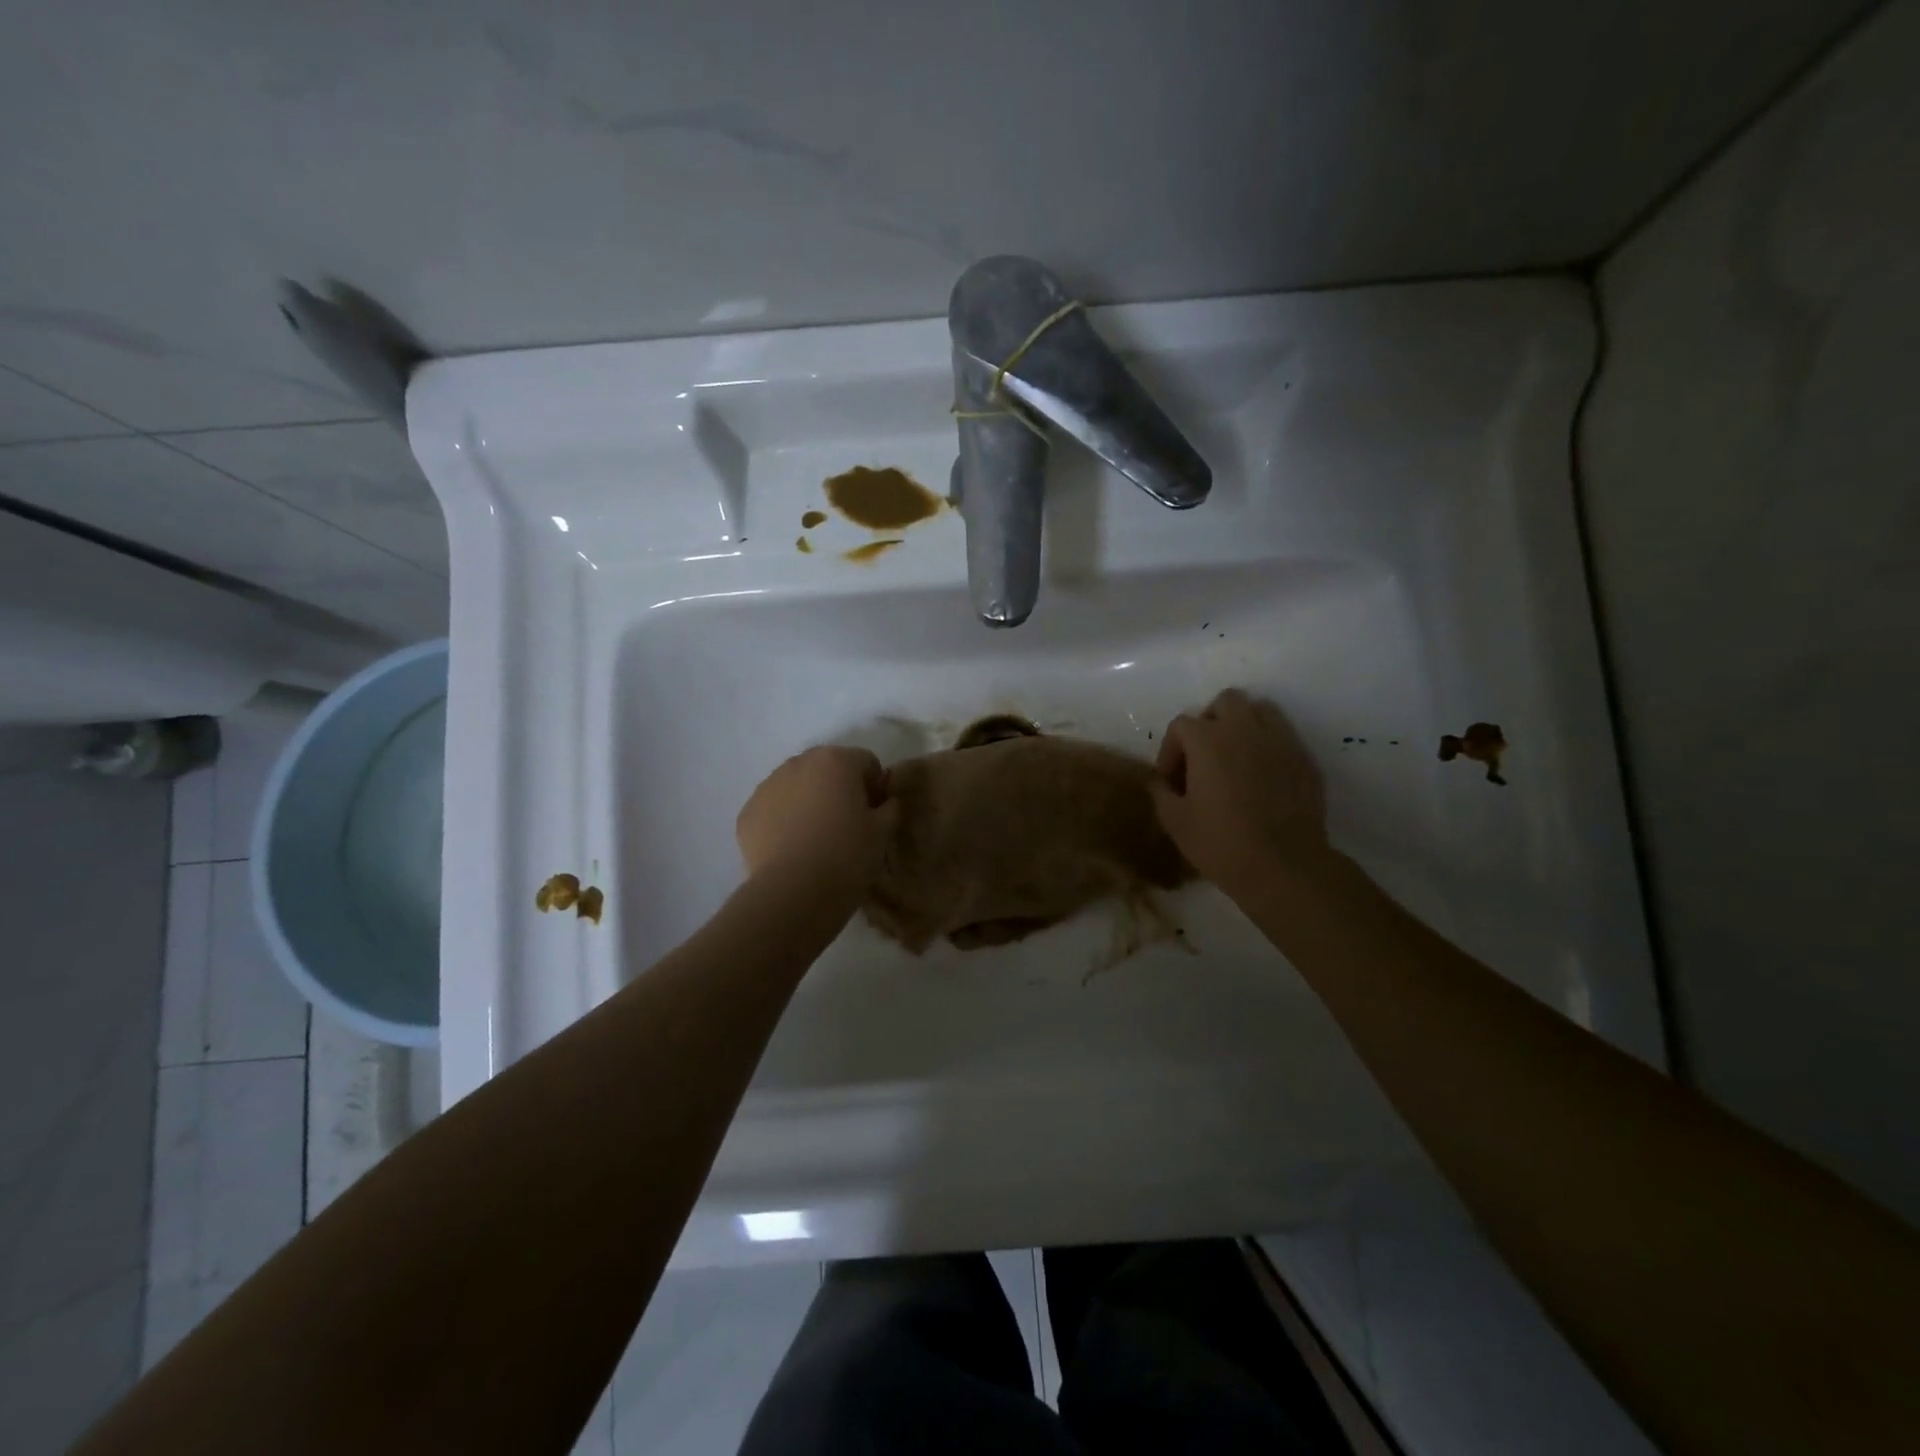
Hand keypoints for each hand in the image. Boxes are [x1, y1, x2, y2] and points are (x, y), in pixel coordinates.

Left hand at [737, 746, 896, 897]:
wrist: (793, 893)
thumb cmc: (847, 856)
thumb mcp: (883, 832)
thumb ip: (890, 807)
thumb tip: (885, 802)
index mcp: (836, 760)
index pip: (866, 762)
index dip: (875, 787)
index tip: (876, 814)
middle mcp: (798, 763)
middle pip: (827, 768)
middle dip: (839, 788)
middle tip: (847, 824)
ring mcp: (767, 787)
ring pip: (797, 786)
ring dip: (809, 801)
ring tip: (817, 838)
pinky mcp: (747, 814)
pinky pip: (773, 809)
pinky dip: (784, 821)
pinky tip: (793, 849)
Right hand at [1151, 689, 1330, 894]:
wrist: (1284, 867)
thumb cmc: (1221, 843)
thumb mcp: (1176, 822)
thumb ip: (1161, 793)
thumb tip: (1160, 782)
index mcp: (1208, 740)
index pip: (1181, 725)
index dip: (1170, 750)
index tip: (1171, 780)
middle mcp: (1244, 729)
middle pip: (1225, 702)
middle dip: (1210, 722)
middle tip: (1204, 755)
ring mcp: (1280, 741)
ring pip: (1260, 710)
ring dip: (1243, 724)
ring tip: (1236, 756)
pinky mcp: (1304, 759)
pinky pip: (1283, 736)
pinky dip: (1269, 746)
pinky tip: (1263, 776)